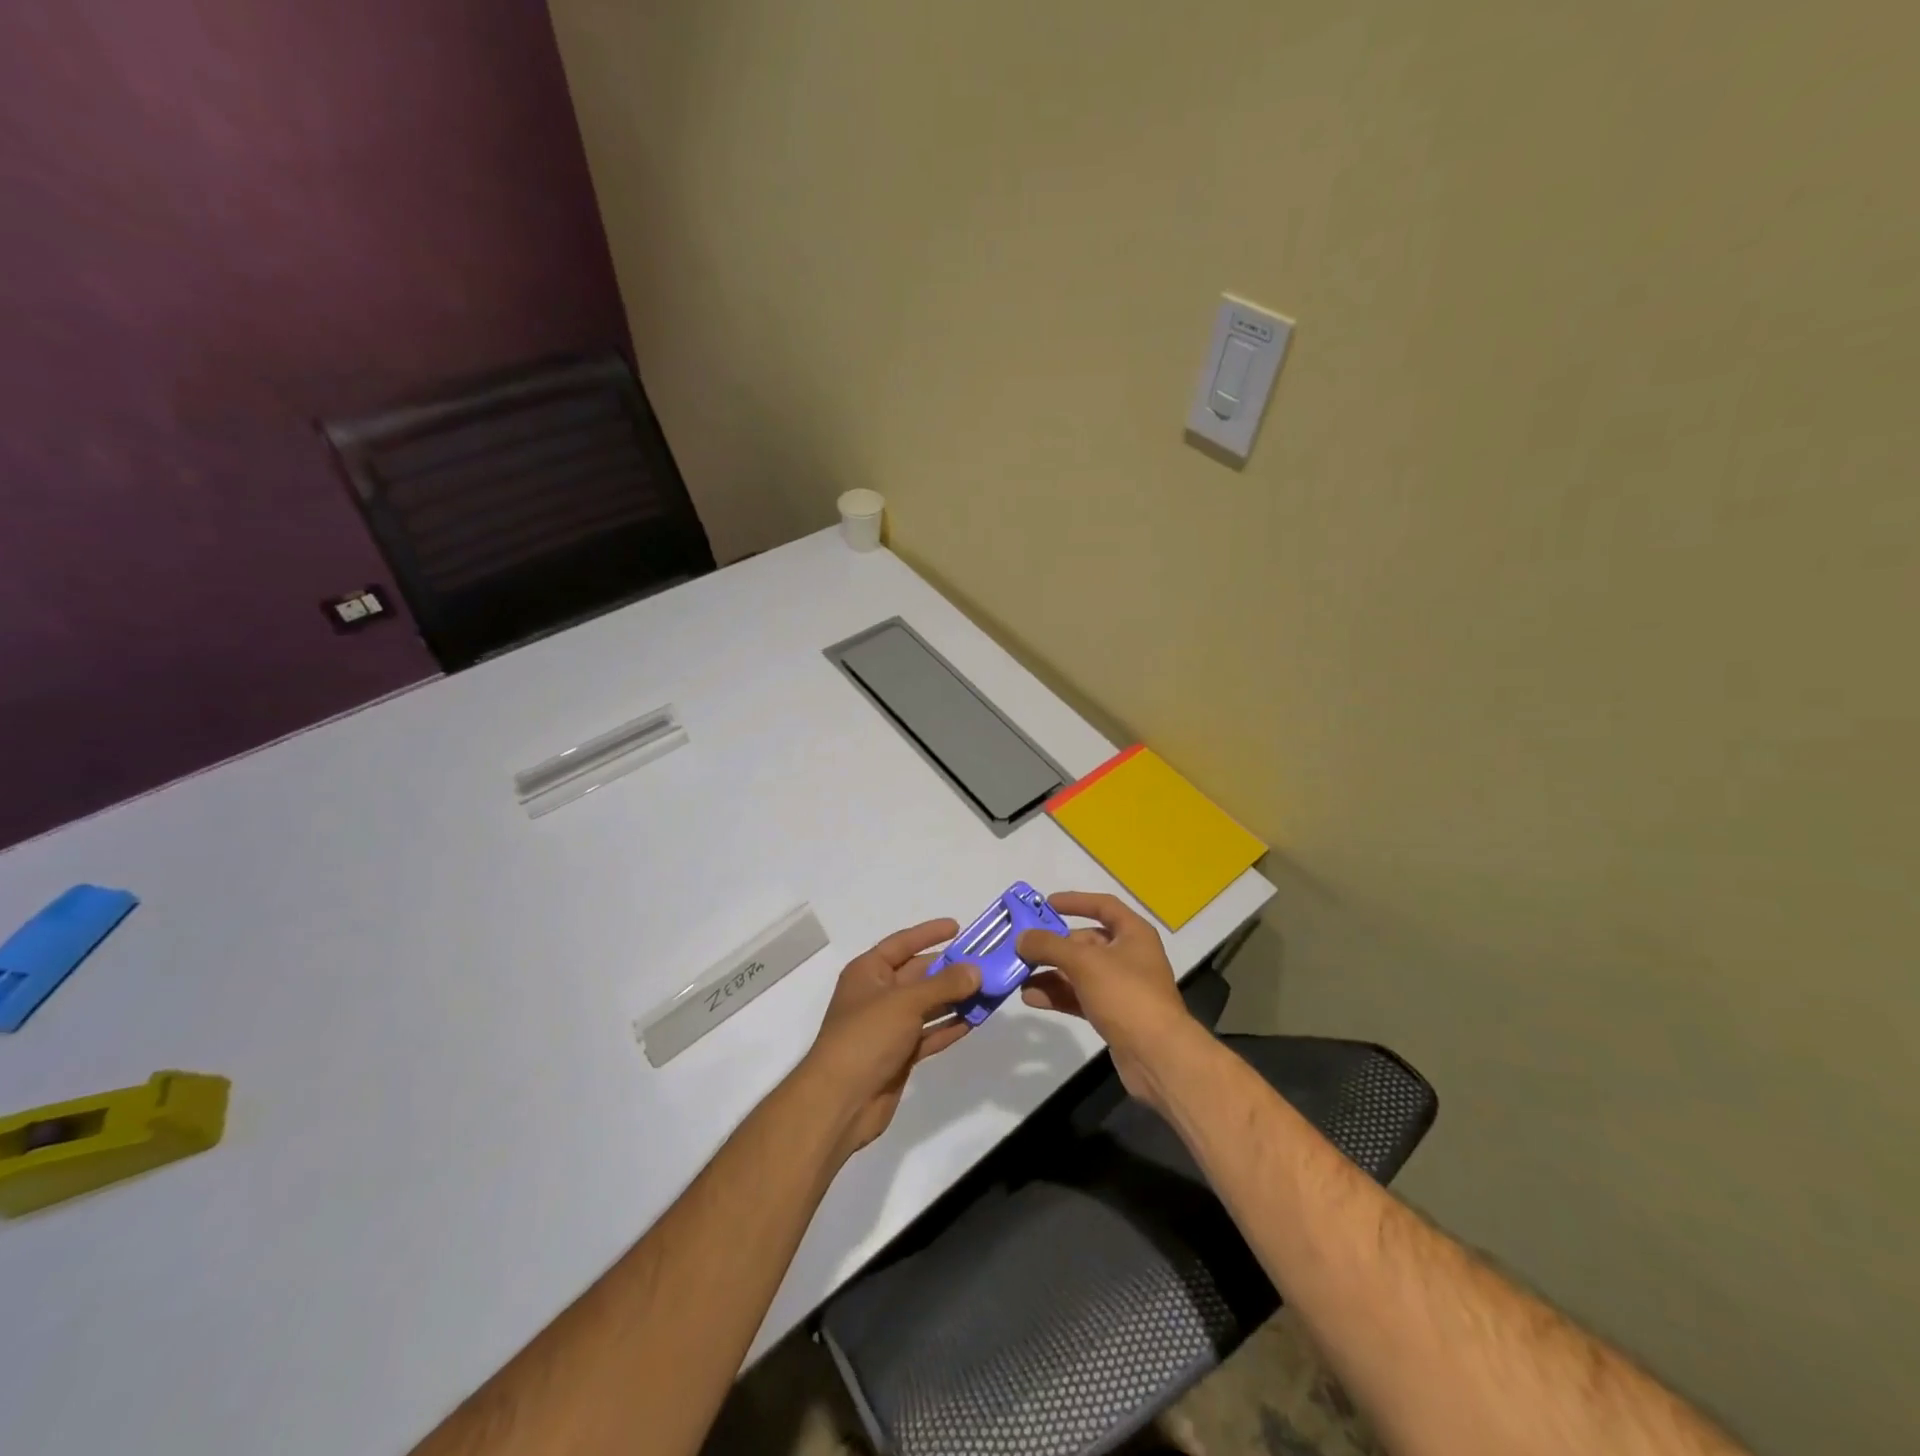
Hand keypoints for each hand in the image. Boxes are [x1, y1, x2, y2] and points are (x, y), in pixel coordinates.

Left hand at [798, 919, 980, 1161]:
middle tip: (986, 962)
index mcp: (868, 972)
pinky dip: (950, 1026)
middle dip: (950, 969)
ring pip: (928, 1005)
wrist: (840, 1101)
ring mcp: (889, 1026)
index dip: (928, 933)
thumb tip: (976, 970)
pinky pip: (930, 1033)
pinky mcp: (900, 1054)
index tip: (958, 926)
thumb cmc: (866, 1037)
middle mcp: (878, 994)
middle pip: (919, 974)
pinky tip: (976, 1020)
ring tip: (990, 990)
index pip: (902, 943)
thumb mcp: (906, 1002)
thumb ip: (944, 984)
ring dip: (956, 998)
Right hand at [1016, 891, 1201, 1108]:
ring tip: (1019, 975)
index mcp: (1133, 933)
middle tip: (1022, 946)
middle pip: (1086, 942)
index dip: (1075, 901)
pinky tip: (1031, 998)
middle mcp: (1129, 956)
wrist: (1158, 1056)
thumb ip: (1049, 946)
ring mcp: (1121, 987)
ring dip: (1050, 972)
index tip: (1046, 904)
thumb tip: (1022, 938)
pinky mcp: (1113, 1014)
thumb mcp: (1084, 962)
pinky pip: (1080, 996)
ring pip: (1079, 971)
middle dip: (1053, 944)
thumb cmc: (1126, 994)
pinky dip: (1057, 995)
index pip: (1103, 906)